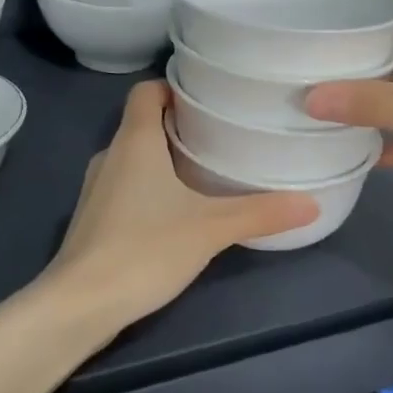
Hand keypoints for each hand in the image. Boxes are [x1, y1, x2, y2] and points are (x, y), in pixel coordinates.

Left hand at [44, 82, 316, 326]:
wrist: (80, 304)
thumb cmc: (143, 249)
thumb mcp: (210, 229)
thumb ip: (260, 213)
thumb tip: (312, 202)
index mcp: (133, 141)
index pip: (146, 91)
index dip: (174, 87)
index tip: (209, 97)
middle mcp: (110, 155)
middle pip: (143, 123)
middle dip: (179, 125)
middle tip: (221, 134)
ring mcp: (96, 188)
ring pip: (133, 158)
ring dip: (164, 158)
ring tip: (206, 171)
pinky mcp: (93, 219)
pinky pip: (125, 186)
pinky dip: (149, 188)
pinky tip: (176, 212)